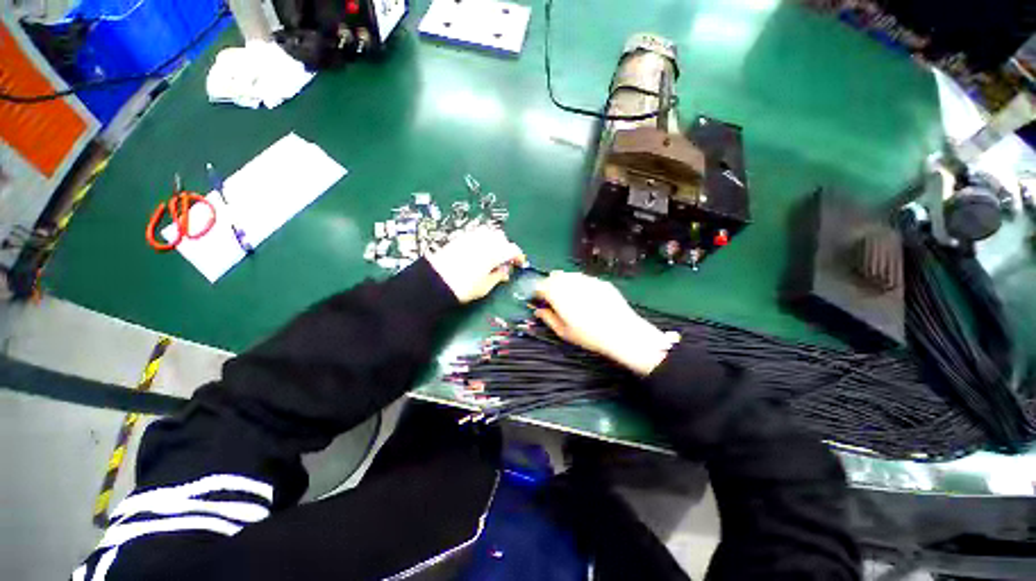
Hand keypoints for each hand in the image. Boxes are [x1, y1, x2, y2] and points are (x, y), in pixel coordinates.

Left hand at [426, 227, 525, 302]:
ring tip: (492, 255)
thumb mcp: (485, 286)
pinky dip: (482, 240)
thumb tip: (506, 271)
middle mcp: (484, 241)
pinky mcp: (459, 238)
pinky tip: (479, 251)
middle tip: (505, 260)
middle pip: (501, 237)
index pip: (512, 249)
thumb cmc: (464, 287)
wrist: (435, 282)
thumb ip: (498, 276)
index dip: (518, 256)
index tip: (519, 263)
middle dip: (506, 247)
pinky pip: (476, 234)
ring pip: (488, 232)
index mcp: (494, 253)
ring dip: (494, 241)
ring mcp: (470, 237)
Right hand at [534, 271, 678, 375]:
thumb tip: (538, 311)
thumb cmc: (588, 335)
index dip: (537, 293)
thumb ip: (548, 318)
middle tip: (554, 300)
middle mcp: (570, 281)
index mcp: (557, 293)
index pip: (540, 285)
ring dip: (565, 283)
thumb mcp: (563, 331)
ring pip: (569, 275)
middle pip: (553, 276)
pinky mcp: (600, 281)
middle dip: (550, 285)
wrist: (621, 332)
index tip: (539, 301)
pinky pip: (585, 279)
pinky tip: (588, 299)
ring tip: (571, 299)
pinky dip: (580, 285)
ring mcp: (587, 279)